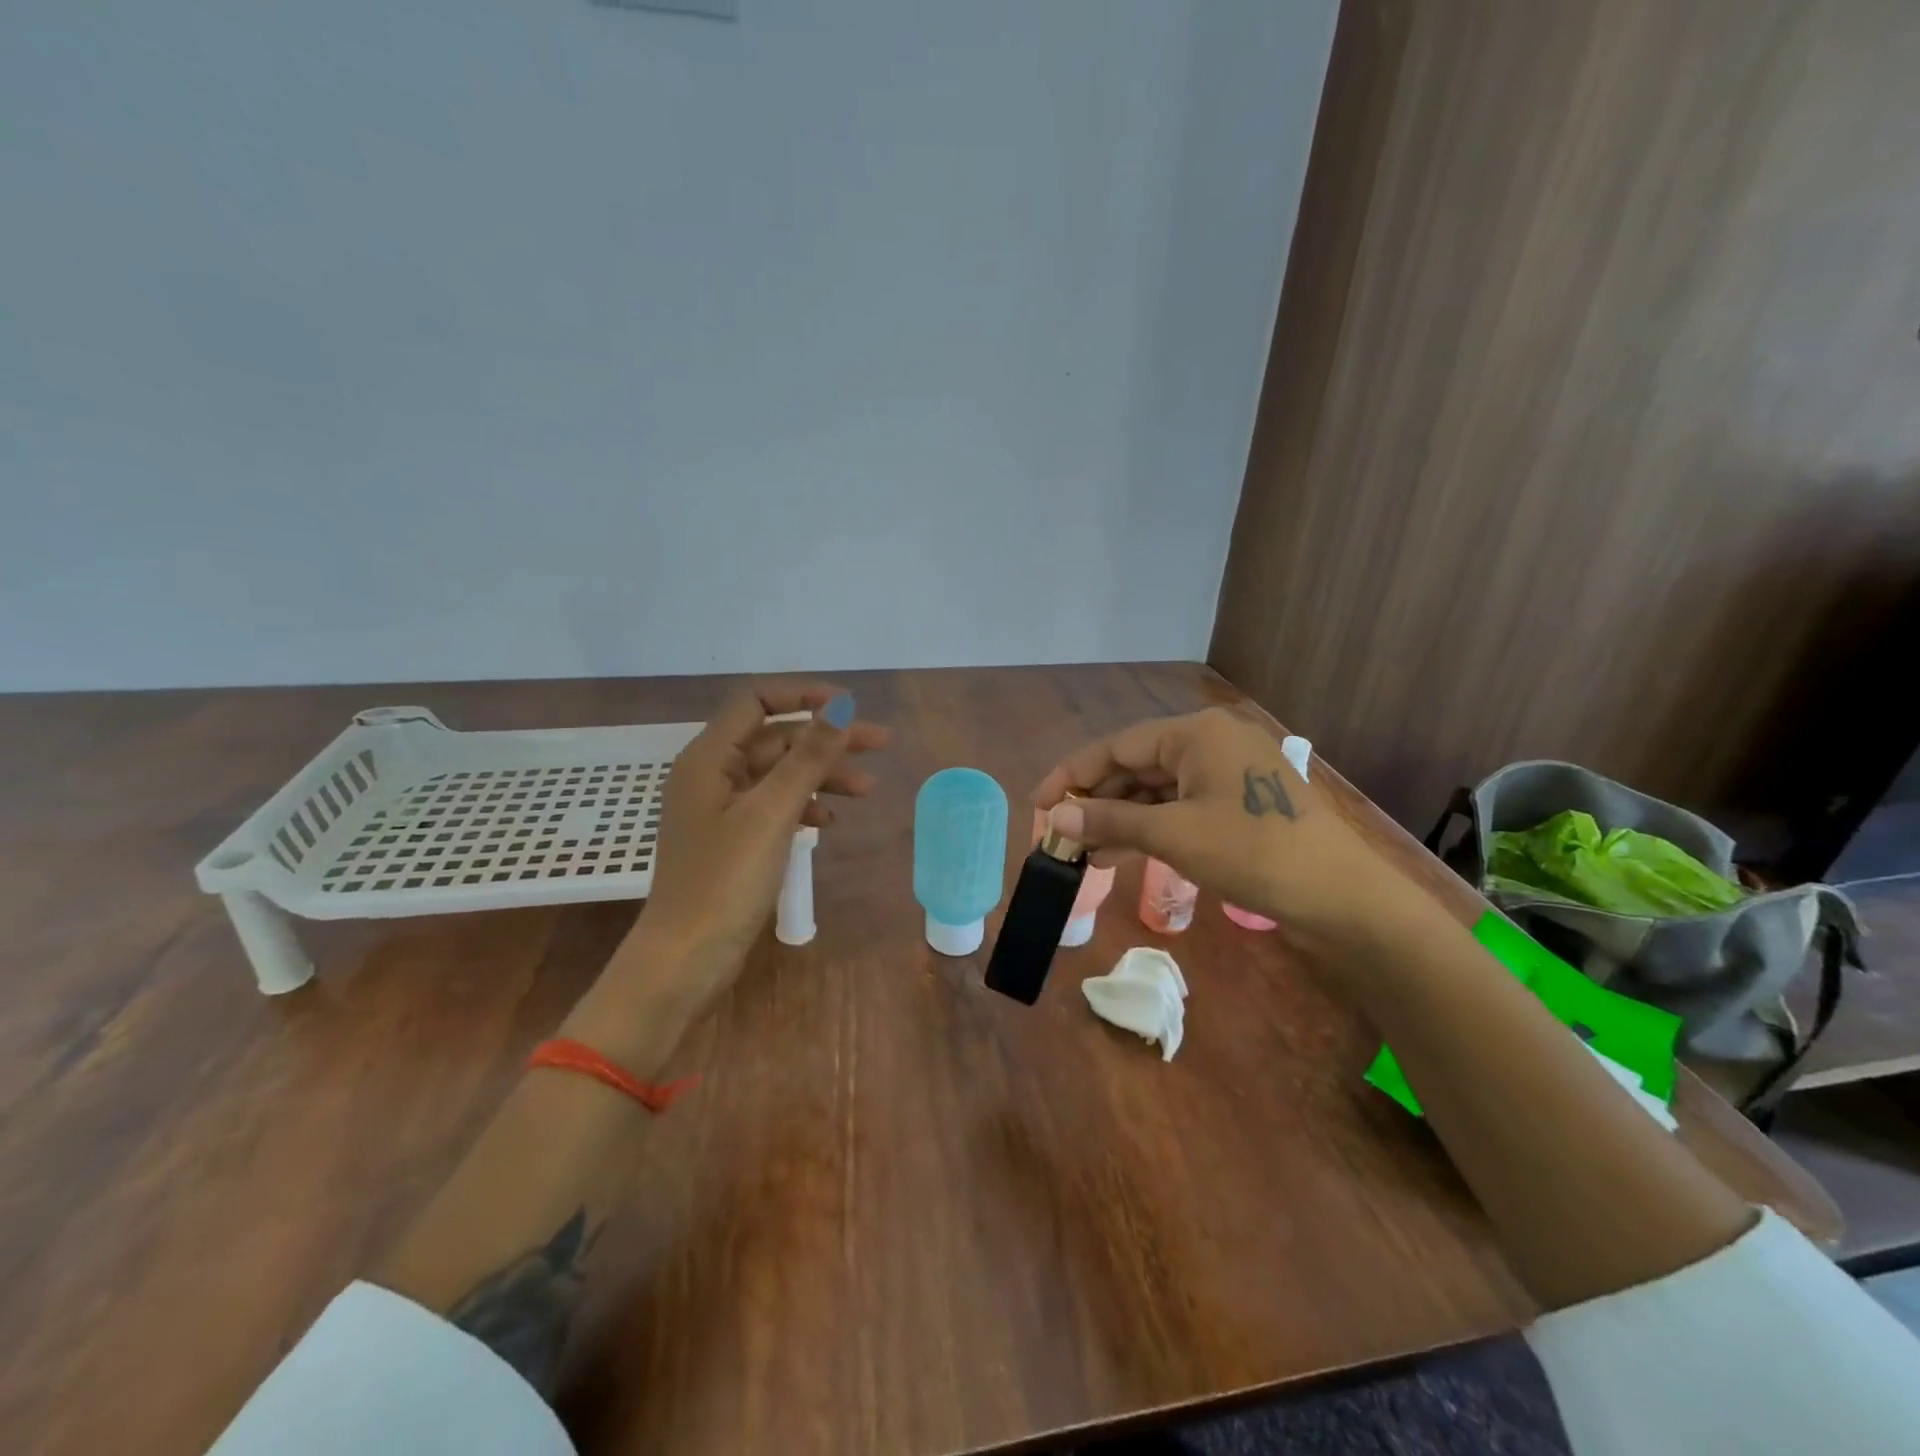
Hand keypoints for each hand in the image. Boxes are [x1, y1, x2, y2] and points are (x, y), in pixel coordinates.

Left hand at [615, 681, 887, 1020]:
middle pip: (776, 738)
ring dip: (822, 775)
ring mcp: (721, 809)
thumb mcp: (772, 813)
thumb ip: (808, 757)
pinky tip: (829, 820)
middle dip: (826, 739)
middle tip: (879, 744)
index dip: (803, 695)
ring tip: (868, 790)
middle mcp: (712, 774)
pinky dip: (804, 805)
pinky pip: (774, 806)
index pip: (756, 701)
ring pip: (779, 774)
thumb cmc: (724, 881)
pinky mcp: (732, 839)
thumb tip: (840, 706)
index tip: (848, 707)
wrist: (686, 958)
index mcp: (709, 758)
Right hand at [1032, 708, 1403, 950]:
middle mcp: (1212, 740)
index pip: (1118, 746)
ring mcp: (1230, 770)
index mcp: (1196, 733)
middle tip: (1061, 833)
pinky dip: (1153, 826)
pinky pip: (1183, 804)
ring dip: (1122, 817)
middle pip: (1137, 764)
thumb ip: (1108, 822)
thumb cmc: (1252, 853)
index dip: (1072, 774)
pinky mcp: (1242, 800)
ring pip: (1159, 788)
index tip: (1038, 803)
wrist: (1341, 896)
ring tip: (1085, 851)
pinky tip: (1124, 852)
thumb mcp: (1172, 836)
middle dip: (1097, 800)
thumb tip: (1053, 816)